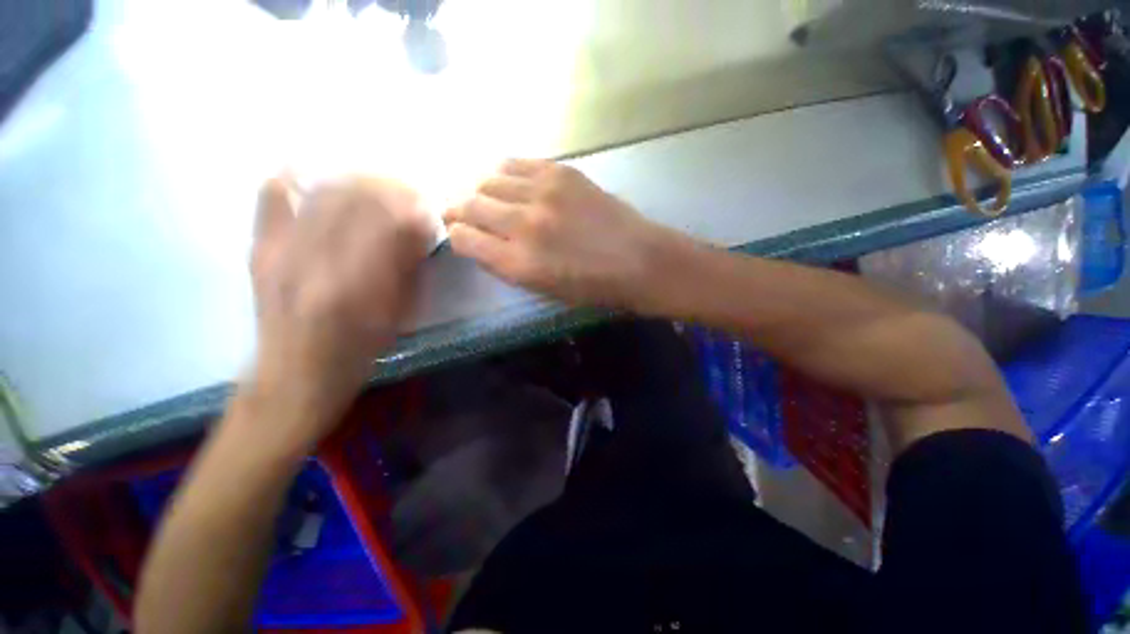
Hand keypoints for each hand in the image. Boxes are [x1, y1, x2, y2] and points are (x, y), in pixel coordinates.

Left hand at [244, 176, 434, 448]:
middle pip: (353, 199)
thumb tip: (420, 229)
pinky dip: (291, 180)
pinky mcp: (260, 252)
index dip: (411, 209)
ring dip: (354, 184)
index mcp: (355, 287)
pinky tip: (309, 176)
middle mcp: (313, 262)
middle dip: (387, 189)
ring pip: (320, 193)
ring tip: (372, 188)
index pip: (387, 224)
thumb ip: (408, 270)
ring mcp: (280, 253)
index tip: (425, 209)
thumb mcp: (396, 317)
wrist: (292, 378)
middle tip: (405, 195)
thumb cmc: (356, 354)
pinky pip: (270, 200)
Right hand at [443, 159, 675, 308]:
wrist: (639, 261)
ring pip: (487, 180)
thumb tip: (480, 243)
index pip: (463, 239)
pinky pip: (515, 163)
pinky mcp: (561, 172)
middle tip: (463, 214)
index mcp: (519, 263)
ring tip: (489, 200)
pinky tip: (510, 183)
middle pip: (469, 205)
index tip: (460, 236)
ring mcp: (543, 193)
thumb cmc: (593, 288)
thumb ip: (507, 266)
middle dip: (459, 211)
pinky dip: (505, 173)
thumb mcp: (544, 290)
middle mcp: (523, 224)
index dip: (456, 236)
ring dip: (482, 192)